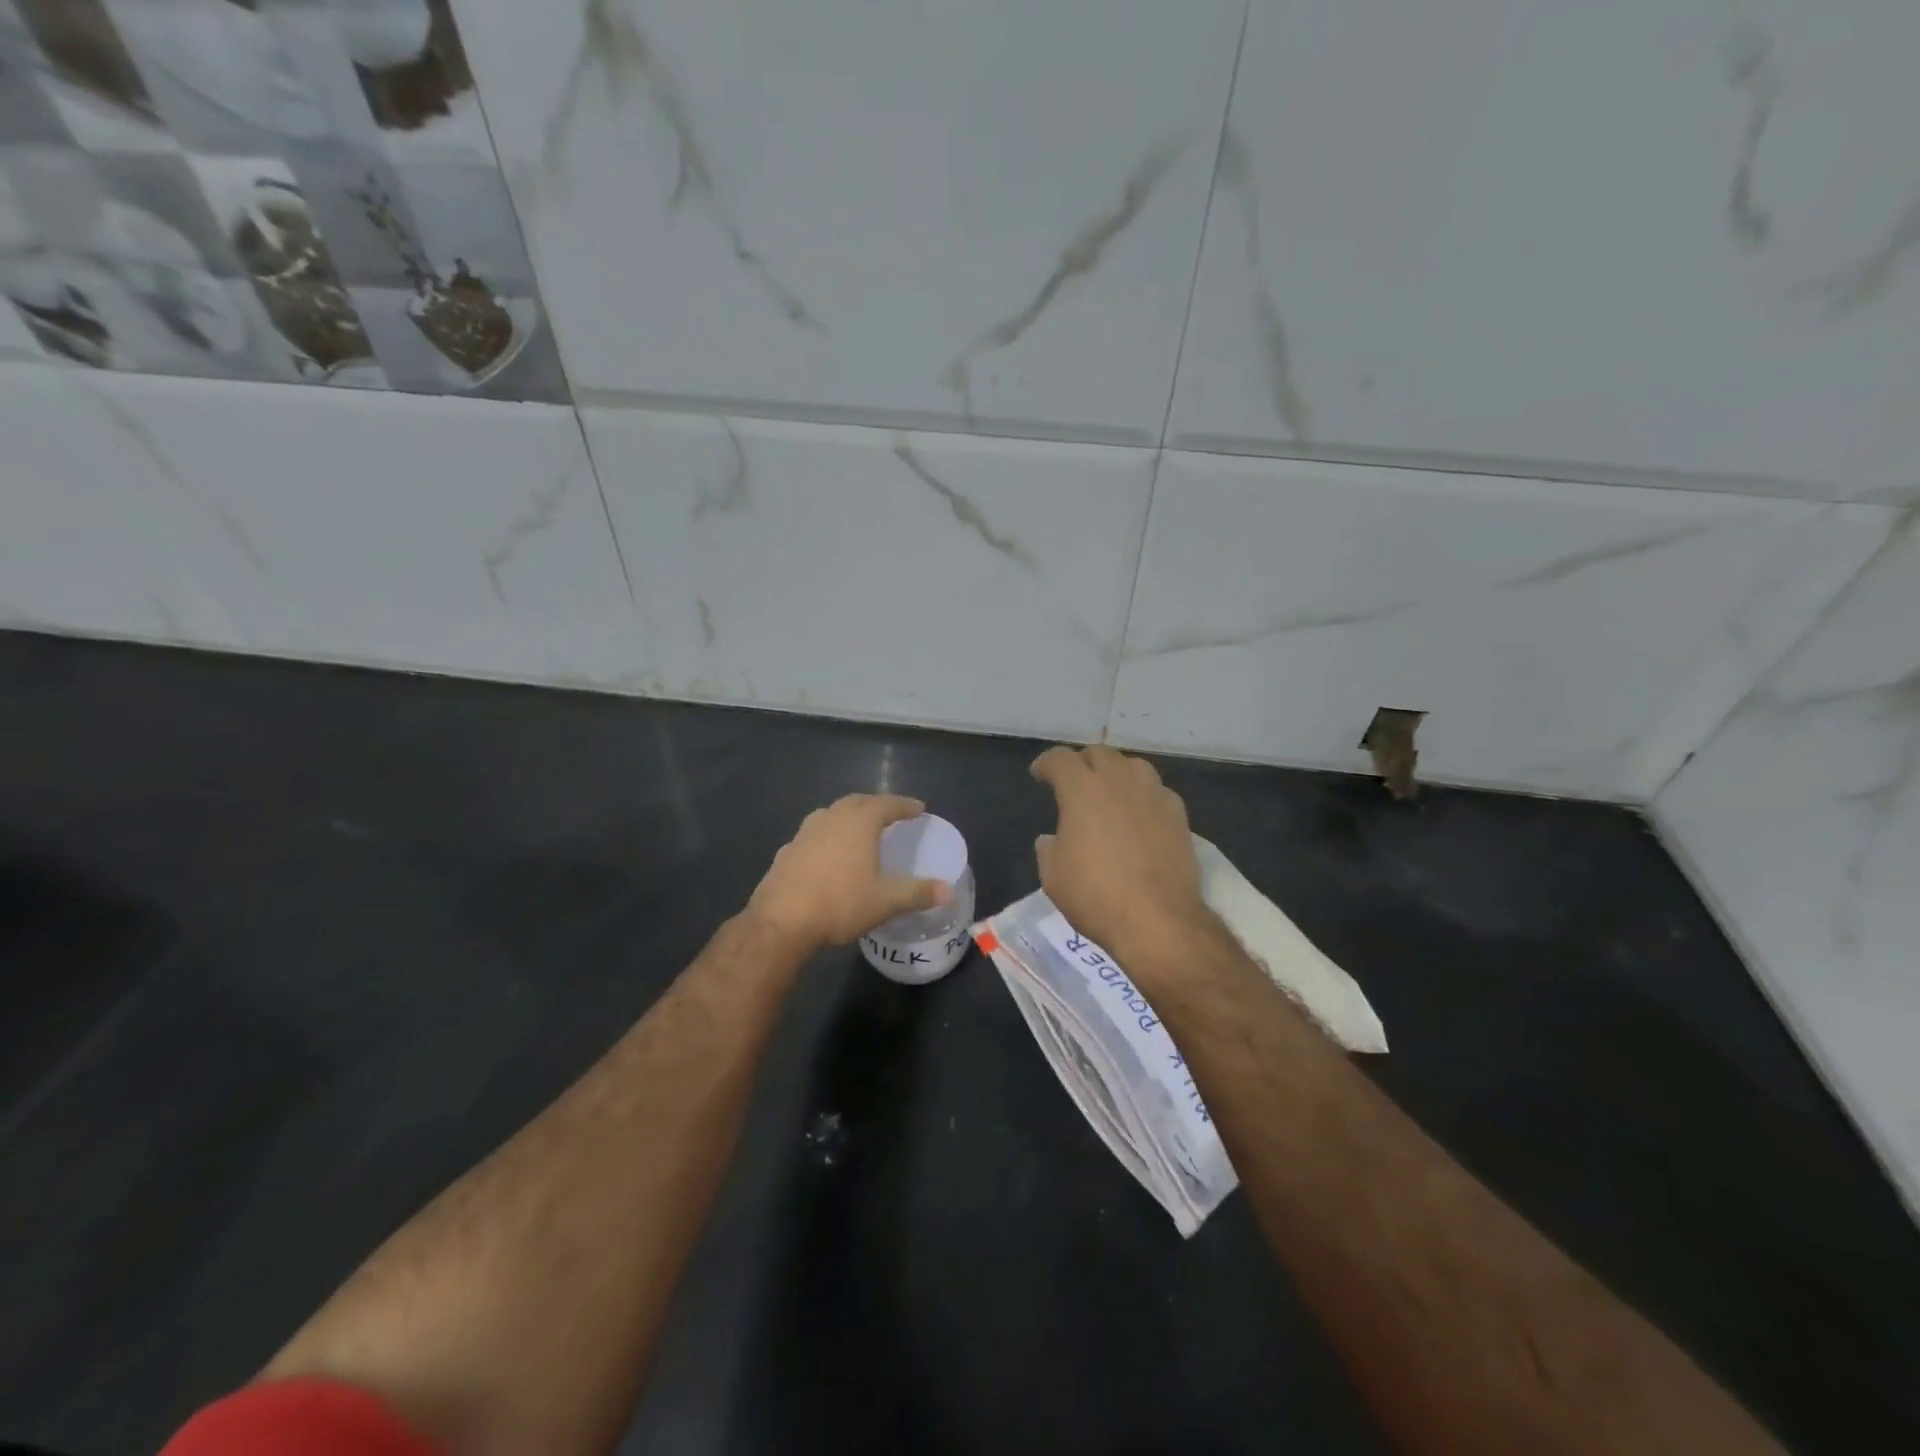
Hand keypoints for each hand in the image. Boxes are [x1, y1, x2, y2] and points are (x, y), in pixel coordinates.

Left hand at [747, 794, 953, 954]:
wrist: (781, 921)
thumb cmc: (840, 903)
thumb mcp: (886, 901)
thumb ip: (918, 893)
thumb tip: (950, 892)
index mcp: (859, 822)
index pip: (888, 804)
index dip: (905, 805)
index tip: (919, 809)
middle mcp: (831, 818)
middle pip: (857, 802)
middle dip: (876, 805)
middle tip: (890, 814)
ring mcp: (805, 833)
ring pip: (831, 814)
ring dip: (848, 817)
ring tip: (859, 829)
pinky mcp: (787, 851)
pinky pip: (813, 834)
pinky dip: (827, 837)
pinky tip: (828, 855)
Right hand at [1031, 746, 1212, 960]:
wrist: (1158, 920)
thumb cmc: (1096, 896)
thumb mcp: (1053, 877)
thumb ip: (1048, 850)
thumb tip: (1051, 839)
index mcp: (1081, 790)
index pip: (1060, 759)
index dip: (1046, 763)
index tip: (1040, 775)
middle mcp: (1118, 781)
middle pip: (1099, 753)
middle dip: (1082, 763)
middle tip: (1074, 783)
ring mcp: (1153, 795)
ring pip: (1133, 765)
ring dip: (1116, 772)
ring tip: (1110, 792)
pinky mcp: (1179, 815)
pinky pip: (1158, 790)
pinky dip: (1144, 795)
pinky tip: (1141, 813)